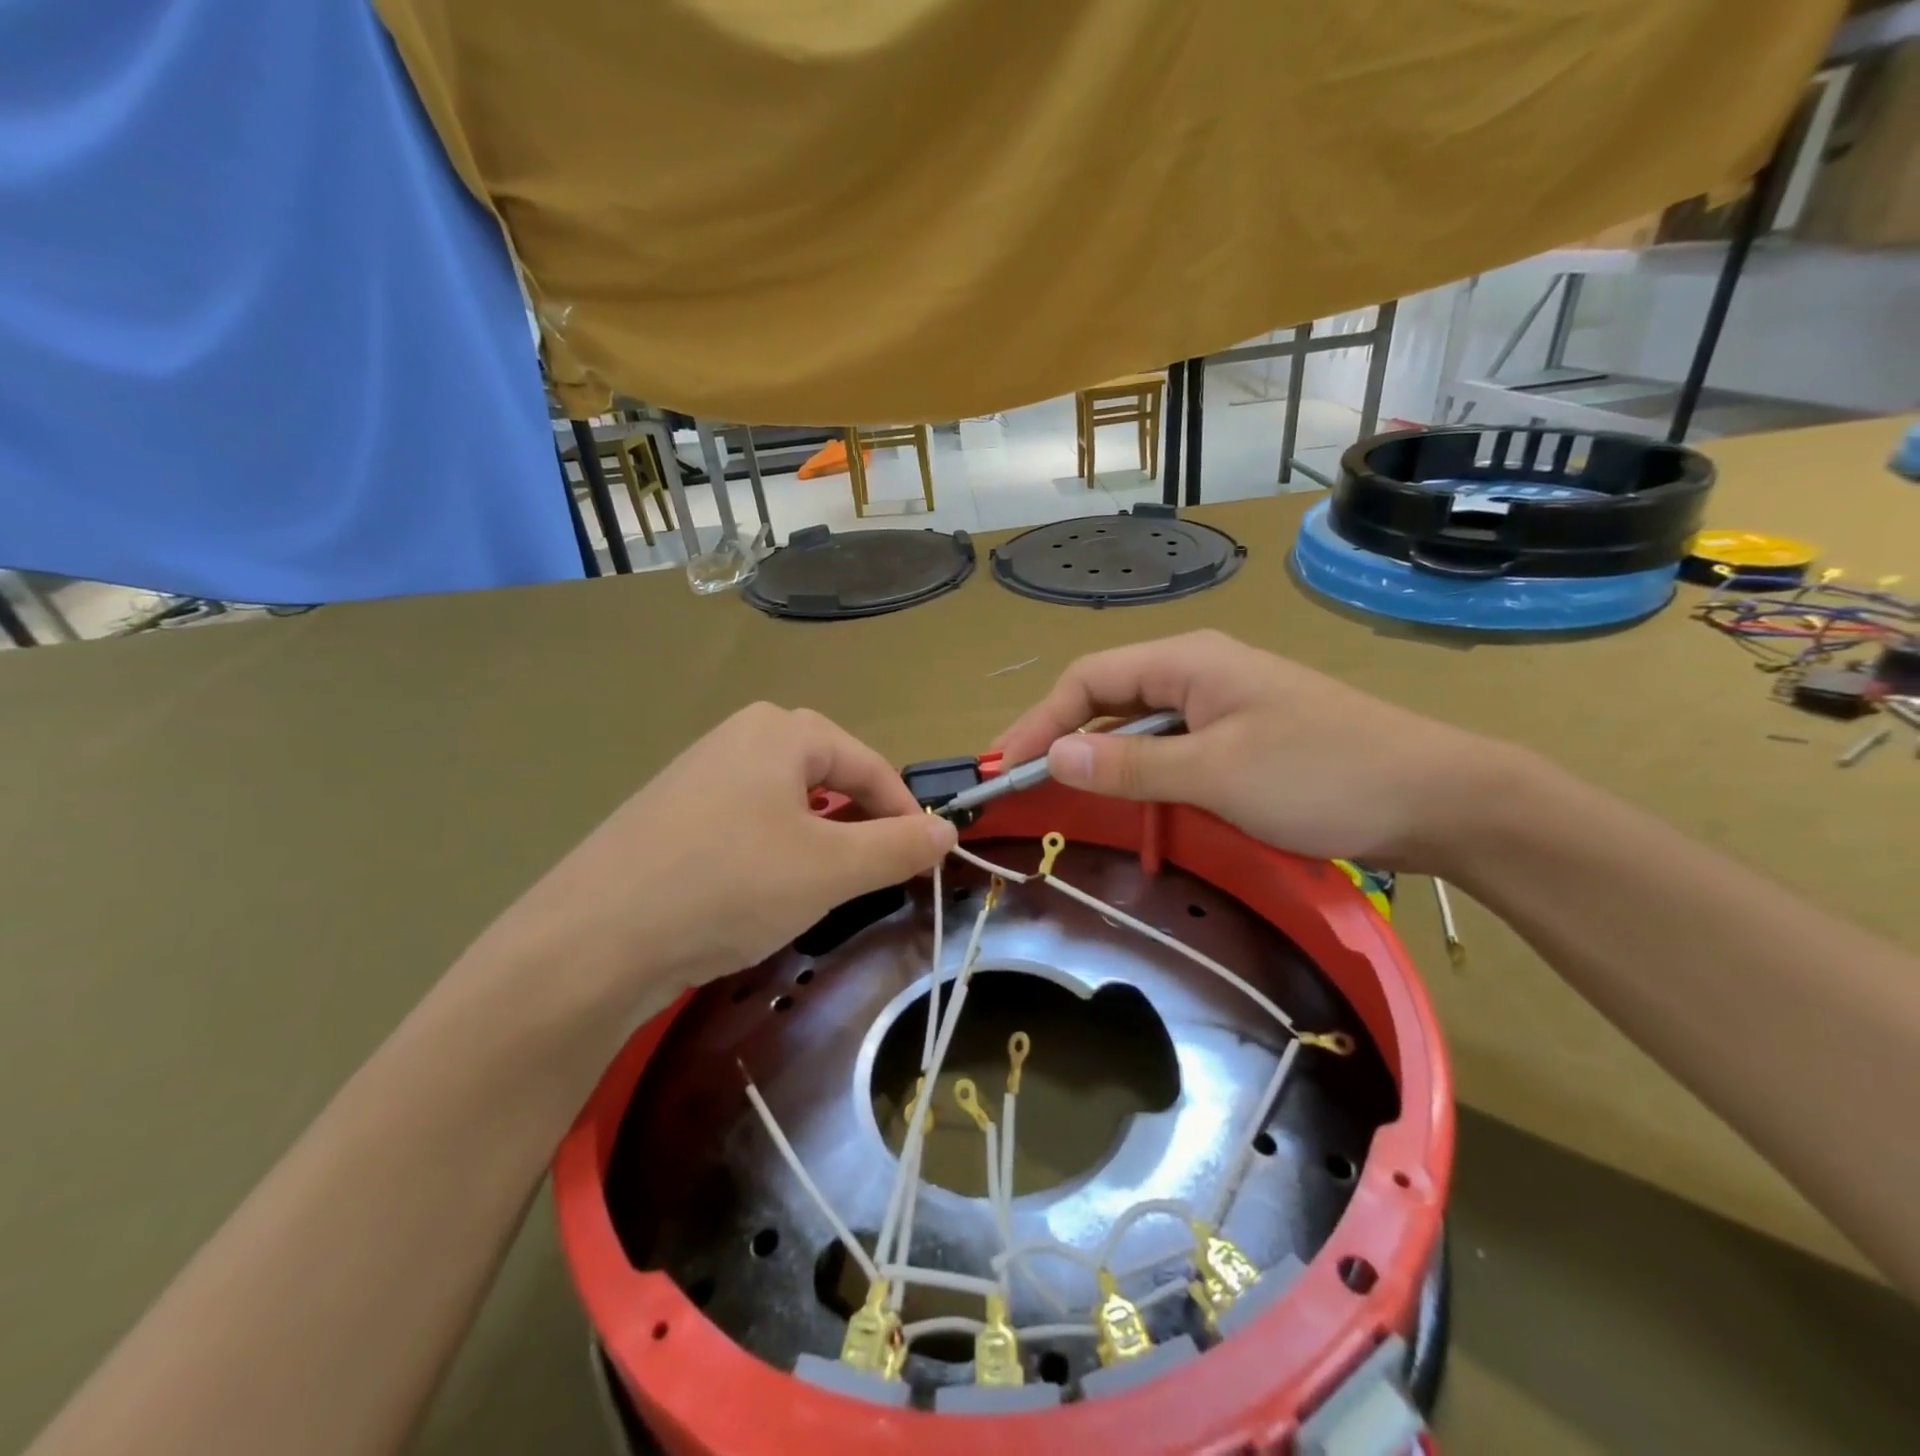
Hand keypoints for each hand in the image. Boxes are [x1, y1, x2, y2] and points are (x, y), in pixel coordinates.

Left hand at [467, 703, 955, 1013]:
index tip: (925, 861)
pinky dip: (770, 853)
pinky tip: (755, 894)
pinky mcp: (669, 814)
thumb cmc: (729, 886)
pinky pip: (744, 823)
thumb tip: (948, 830)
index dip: (905, 813)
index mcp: (782, 731)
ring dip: (816, 842)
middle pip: (827, 778)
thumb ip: (899, 846)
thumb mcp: (831, 870)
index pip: (869, 766)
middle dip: (858, 826)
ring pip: (785, 803)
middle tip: (870, 877)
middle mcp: (738, 737)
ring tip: (817, 890)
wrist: (590, 940)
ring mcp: (697, 773)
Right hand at [996, 630, 1503, 870]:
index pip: (1087, 679)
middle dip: (1062, 737)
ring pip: (1139, 726)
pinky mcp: (1243, 737)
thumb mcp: (1216, 772)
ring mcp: (1223, 705)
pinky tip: (1132, 801)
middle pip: (1107, 697)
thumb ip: (1130, 764)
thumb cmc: (1322, 775)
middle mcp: (1198, 672)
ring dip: (1101, 758)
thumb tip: (1054, 755)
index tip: (1006, 768)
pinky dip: (1141, 772)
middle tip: (1024, 785)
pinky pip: (1172, 748)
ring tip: (1064, 796)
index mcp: (1187, 662)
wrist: (1438, 798)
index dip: (1040, 721)